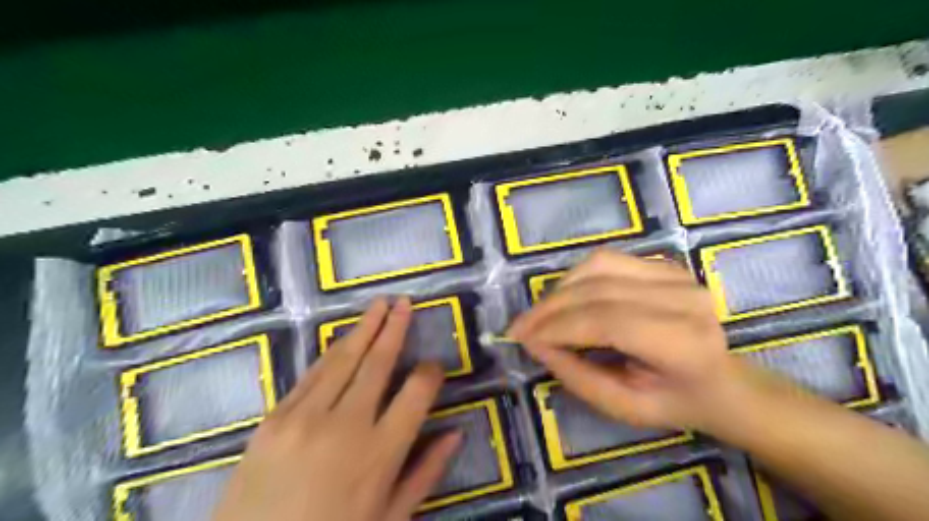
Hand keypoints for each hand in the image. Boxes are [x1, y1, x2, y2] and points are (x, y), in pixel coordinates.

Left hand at [211, 296, 462, 520]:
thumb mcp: (389, 519)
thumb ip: (426, 473)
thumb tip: (456, 433)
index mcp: (381, 454)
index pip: (417, 393)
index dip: (430, 373)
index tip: (434, 365)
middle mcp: (346, 426)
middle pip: (379, 363)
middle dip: (395, 328)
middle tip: (405, 302)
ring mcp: (305, 418)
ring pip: (344, 360)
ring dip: (365, 328)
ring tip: (380, 305)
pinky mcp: (273, 418)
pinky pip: (311, 375)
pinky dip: (332, 353)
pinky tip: (344, 338)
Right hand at [505, 249, 748, 430]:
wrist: (720, 380)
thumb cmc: (672, 401)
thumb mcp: (622, 406)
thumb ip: (576, 375)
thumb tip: (534, 342)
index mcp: (684, 344)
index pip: (608, 322)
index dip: (559, 327)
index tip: (523, 338)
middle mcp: (684, 299)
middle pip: (599, 290)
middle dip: (550, 308)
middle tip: (521, 326)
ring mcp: (676, 275)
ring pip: (598, 266)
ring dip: (560, 289)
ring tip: (541, 314)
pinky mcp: (664, 264)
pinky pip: (606, 260)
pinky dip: (576, 277)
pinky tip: (565, 297)